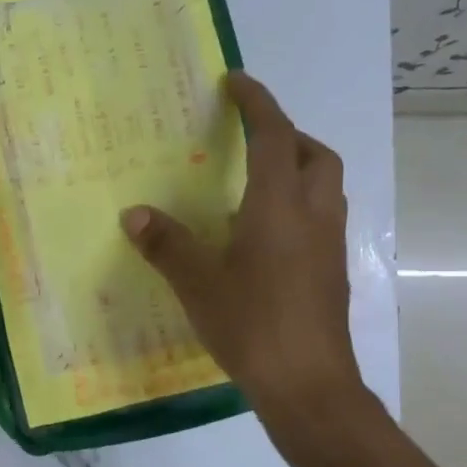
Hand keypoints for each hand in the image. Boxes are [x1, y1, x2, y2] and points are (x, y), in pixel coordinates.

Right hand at [122, 71, 365, 416]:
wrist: (308, 384)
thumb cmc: (251, 324)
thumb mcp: (198, 283)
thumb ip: (166, 244)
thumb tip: (134, 214)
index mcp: (279, 205)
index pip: (273, 135)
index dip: (257, 102)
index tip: (236, 82)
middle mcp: (313, 215)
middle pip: (314, 154)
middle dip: (286, 134)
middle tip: (250, 139)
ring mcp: (330, 244)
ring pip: (324, 186)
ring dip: (298, 167)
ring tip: (257, 182)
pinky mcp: (333, 271)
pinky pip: (321, 217)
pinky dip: (299, 204)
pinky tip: (266, 234)